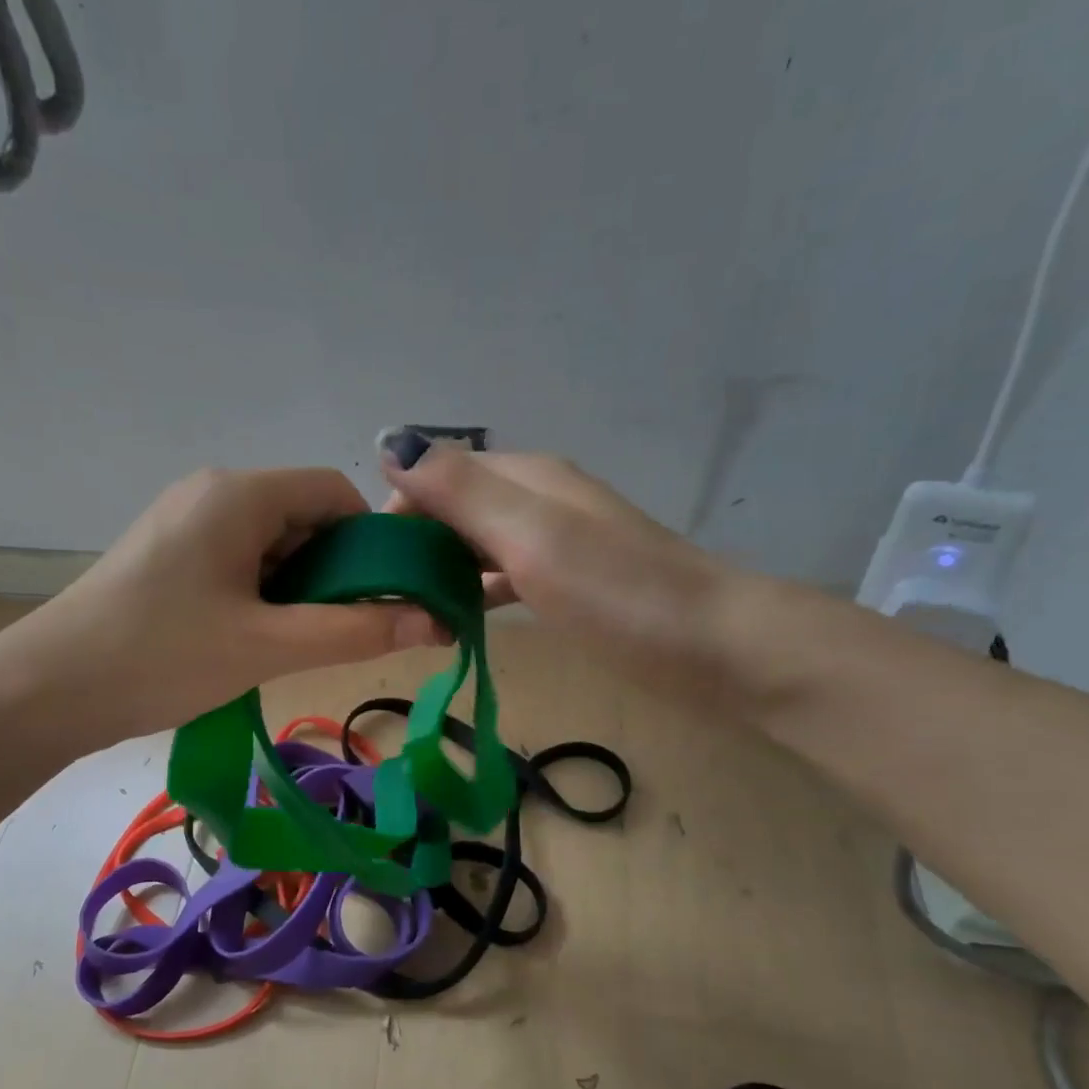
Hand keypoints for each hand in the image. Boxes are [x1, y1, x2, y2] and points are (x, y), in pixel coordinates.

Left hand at [7, 467, 445, 743]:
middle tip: (338, 632)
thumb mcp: (268, 646)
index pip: (334, 493)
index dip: (371, 542)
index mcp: (238, 493)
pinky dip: (262, 593)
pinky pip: (237, 560)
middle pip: (303, 516)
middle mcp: (212, 492)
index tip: (383, 599)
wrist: (47, 691)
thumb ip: (355, 631)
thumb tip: (435, 622)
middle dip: (333, 571)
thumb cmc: (162, 657)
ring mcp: (184, 522)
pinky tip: (254, 638)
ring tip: (292, 643)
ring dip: (297, 588)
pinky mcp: (166, 553)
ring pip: (271, 543)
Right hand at [383, 445, 725, 675]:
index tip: (374, 564)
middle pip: (456, 509)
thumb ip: (460, 490)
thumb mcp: (530, 534)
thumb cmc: (616, 591)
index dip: (400, 510)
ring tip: (413, 615)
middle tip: (389, 599)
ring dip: (442, 571)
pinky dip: (475, 592)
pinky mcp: (569, 584)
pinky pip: (503, 576)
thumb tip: (390, 442)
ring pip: (478, 545)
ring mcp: (557, 543)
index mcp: (526, 478)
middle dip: (416, 544)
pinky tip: (459, 620)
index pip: (439, 474)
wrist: (715, 646)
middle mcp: (537, 500)